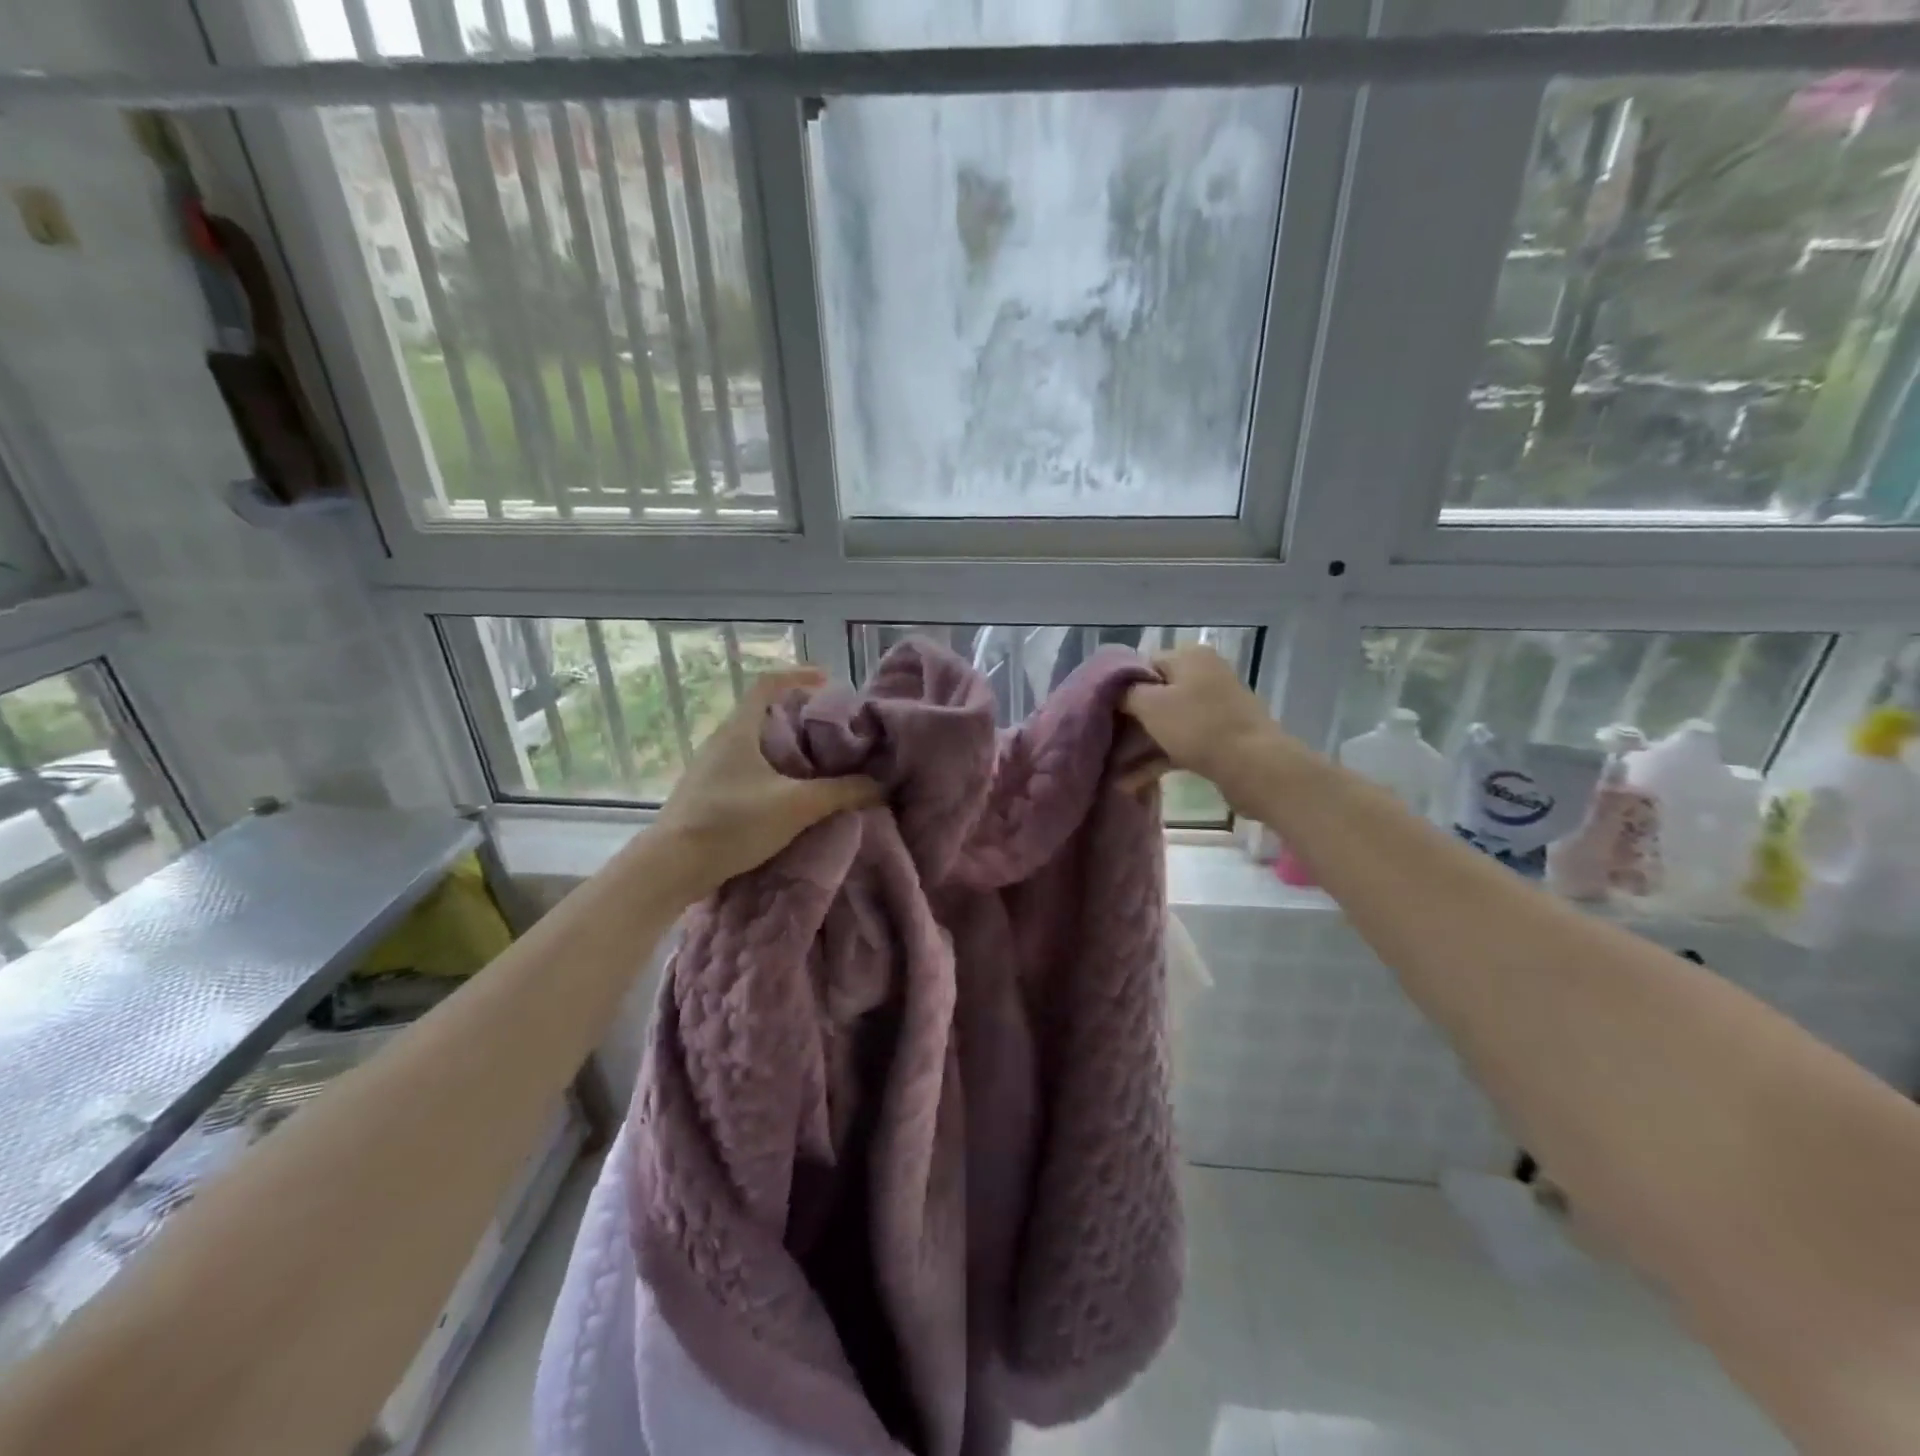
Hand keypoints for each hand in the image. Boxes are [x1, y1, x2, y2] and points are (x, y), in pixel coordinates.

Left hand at [647, 668, 880, 900]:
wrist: (672, 867)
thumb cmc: (732, 823)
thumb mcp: (796, 806)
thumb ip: (841, 792)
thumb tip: (880, 784)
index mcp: (739, 730)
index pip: (767, 684)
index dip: (798, 675)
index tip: (828, 680)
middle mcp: (721, 741)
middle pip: (763, 713)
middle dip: (799, 716)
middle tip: (832, 729)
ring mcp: (710, 768)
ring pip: (755, 743)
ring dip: (785, 746)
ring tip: (817, 762)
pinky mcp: (706, 793)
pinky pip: (746, 767)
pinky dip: (771, 769)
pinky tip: (787, 793)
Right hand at [1120, 646, 1292, 815]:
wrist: (1255, 767)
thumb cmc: (1198, 727)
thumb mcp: (1151, 705)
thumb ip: (1126, 693)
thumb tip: (1114, 691)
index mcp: (1190, 658)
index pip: (1143, 664)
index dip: (1120, 687)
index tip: (1102, 711)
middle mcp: (1203, 676)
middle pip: (1154, 695)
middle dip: (1128, 721)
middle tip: (1104, 740)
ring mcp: (1213, 708)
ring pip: (1165, 723)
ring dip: (1138, 746)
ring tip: (1111, 768)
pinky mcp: (1219, 738)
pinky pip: (1179, 744)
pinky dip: (1156, 759)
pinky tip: (1130, 783)